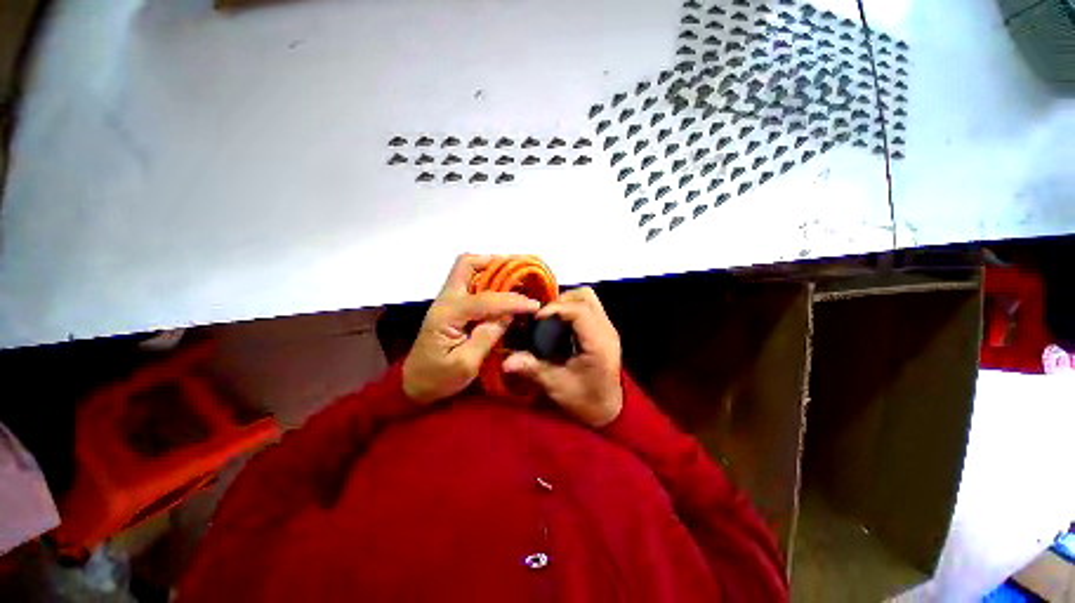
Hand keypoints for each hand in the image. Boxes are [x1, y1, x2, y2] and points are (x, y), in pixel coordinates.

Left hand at [403, 255, 540, 403]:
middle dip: (496, 263)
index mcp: (447, 315)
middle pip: (467, 264)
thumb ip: (487, 337)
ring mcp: (447, 299)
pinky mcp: (452, 305)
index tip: (534, 304)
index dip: (512, 301)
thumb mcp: (465, 365)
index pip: (485, 299)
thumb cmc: (438, 378)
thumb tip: (509, 315)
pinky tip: (505, 289)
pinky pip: (471, 281)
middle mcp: (446, 299)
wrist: (415, 382)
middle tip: (520, 273)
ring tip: (517, 278)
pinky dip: (489, 279)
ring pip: (469, 268)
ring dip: (493, 268)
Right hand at [503, 287, 622, 426]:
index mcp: (598, 343)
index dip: (556, 308)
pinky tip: (561, 324)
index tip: (537, 317)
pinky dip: (573, 307)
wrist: (608, 409)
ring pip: (589, 298)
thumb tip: (506, 362)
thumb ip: (533, 369)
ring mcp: (608, 327)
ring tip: (551, 318)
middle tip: (544, 316)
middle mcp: (606, 329)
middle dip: (561, 300)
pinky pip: (589, 306)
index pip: (579, 310)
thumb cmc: (585, 401)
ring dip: (567, 302)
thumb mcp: (557, 386)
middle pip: (586, 296)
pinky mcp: (605, 329)